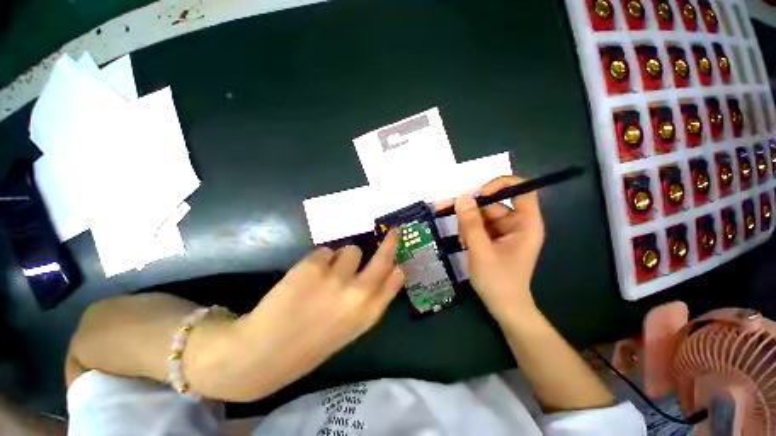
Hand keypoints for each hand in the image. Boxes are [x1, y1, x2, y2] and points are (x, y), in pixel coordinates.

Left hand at [199, 231, 404, 401]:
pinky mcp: (313, 266)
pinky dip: (320, 260)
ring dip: (342, 258)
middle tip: (393, 232)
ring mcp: (336, 277)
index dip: (397, 264)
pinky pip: (326, 251)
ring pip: (351, 249)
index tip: (398, 255)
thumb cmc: (311, 343)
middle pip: (383, 257)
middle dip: (390, 242)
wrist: (263, 353)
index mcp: (368, 313)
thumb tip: (384, 272)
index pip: (395, 279)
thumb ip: (369, 300)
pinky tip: (306, 277)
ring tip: (325, 274)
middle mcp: (358, 293)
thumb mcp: (351, 328)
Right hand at [446, 176, 544, 322]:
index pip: (521, 190)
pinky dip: (469, 230)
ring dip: (468, 222)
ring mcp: (505, 231)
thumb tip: (462, 196)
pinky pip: (480, 225)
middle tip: (449, 212)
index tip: (478, 194)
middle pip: (494, 203)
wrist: (504, 307)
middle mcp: (517, 223)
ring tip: (462, 239)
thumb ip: (471, 223)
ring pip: (483, 214)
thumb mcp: (481, 250)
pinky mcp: (495, 238)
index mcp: (525, 224)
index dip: (500, 185)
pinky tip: (464, 242)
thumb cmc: (498, 281)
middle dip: (472, 210)